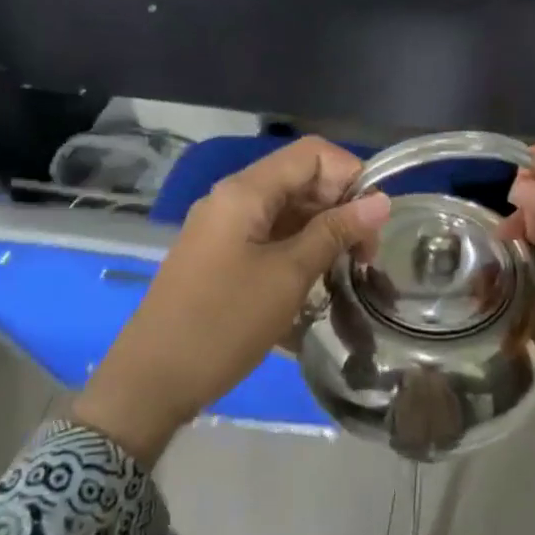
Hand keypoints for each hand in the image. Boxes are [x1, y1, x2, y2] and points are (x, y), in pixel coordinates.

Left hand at [75, 137, 390, 463]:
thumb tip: (382, 200)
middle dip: (341, 206)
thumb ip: (335, 232)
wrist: (152, 380)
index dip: (351, 176)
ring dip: (323, 231)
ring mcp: (224, 228)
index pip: (312, 153)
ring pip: (288, 209)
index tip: (372, 223)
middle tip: (364, 256)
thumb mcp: (288, 276)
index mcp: (245, 191)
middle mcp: (233, 198)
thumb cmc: (225, 323)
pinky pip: (270, 235)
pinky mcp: (221, 255)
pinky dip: (299, 248)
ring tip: (345, 271)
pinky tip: (315, 280)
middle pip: (301, 179)